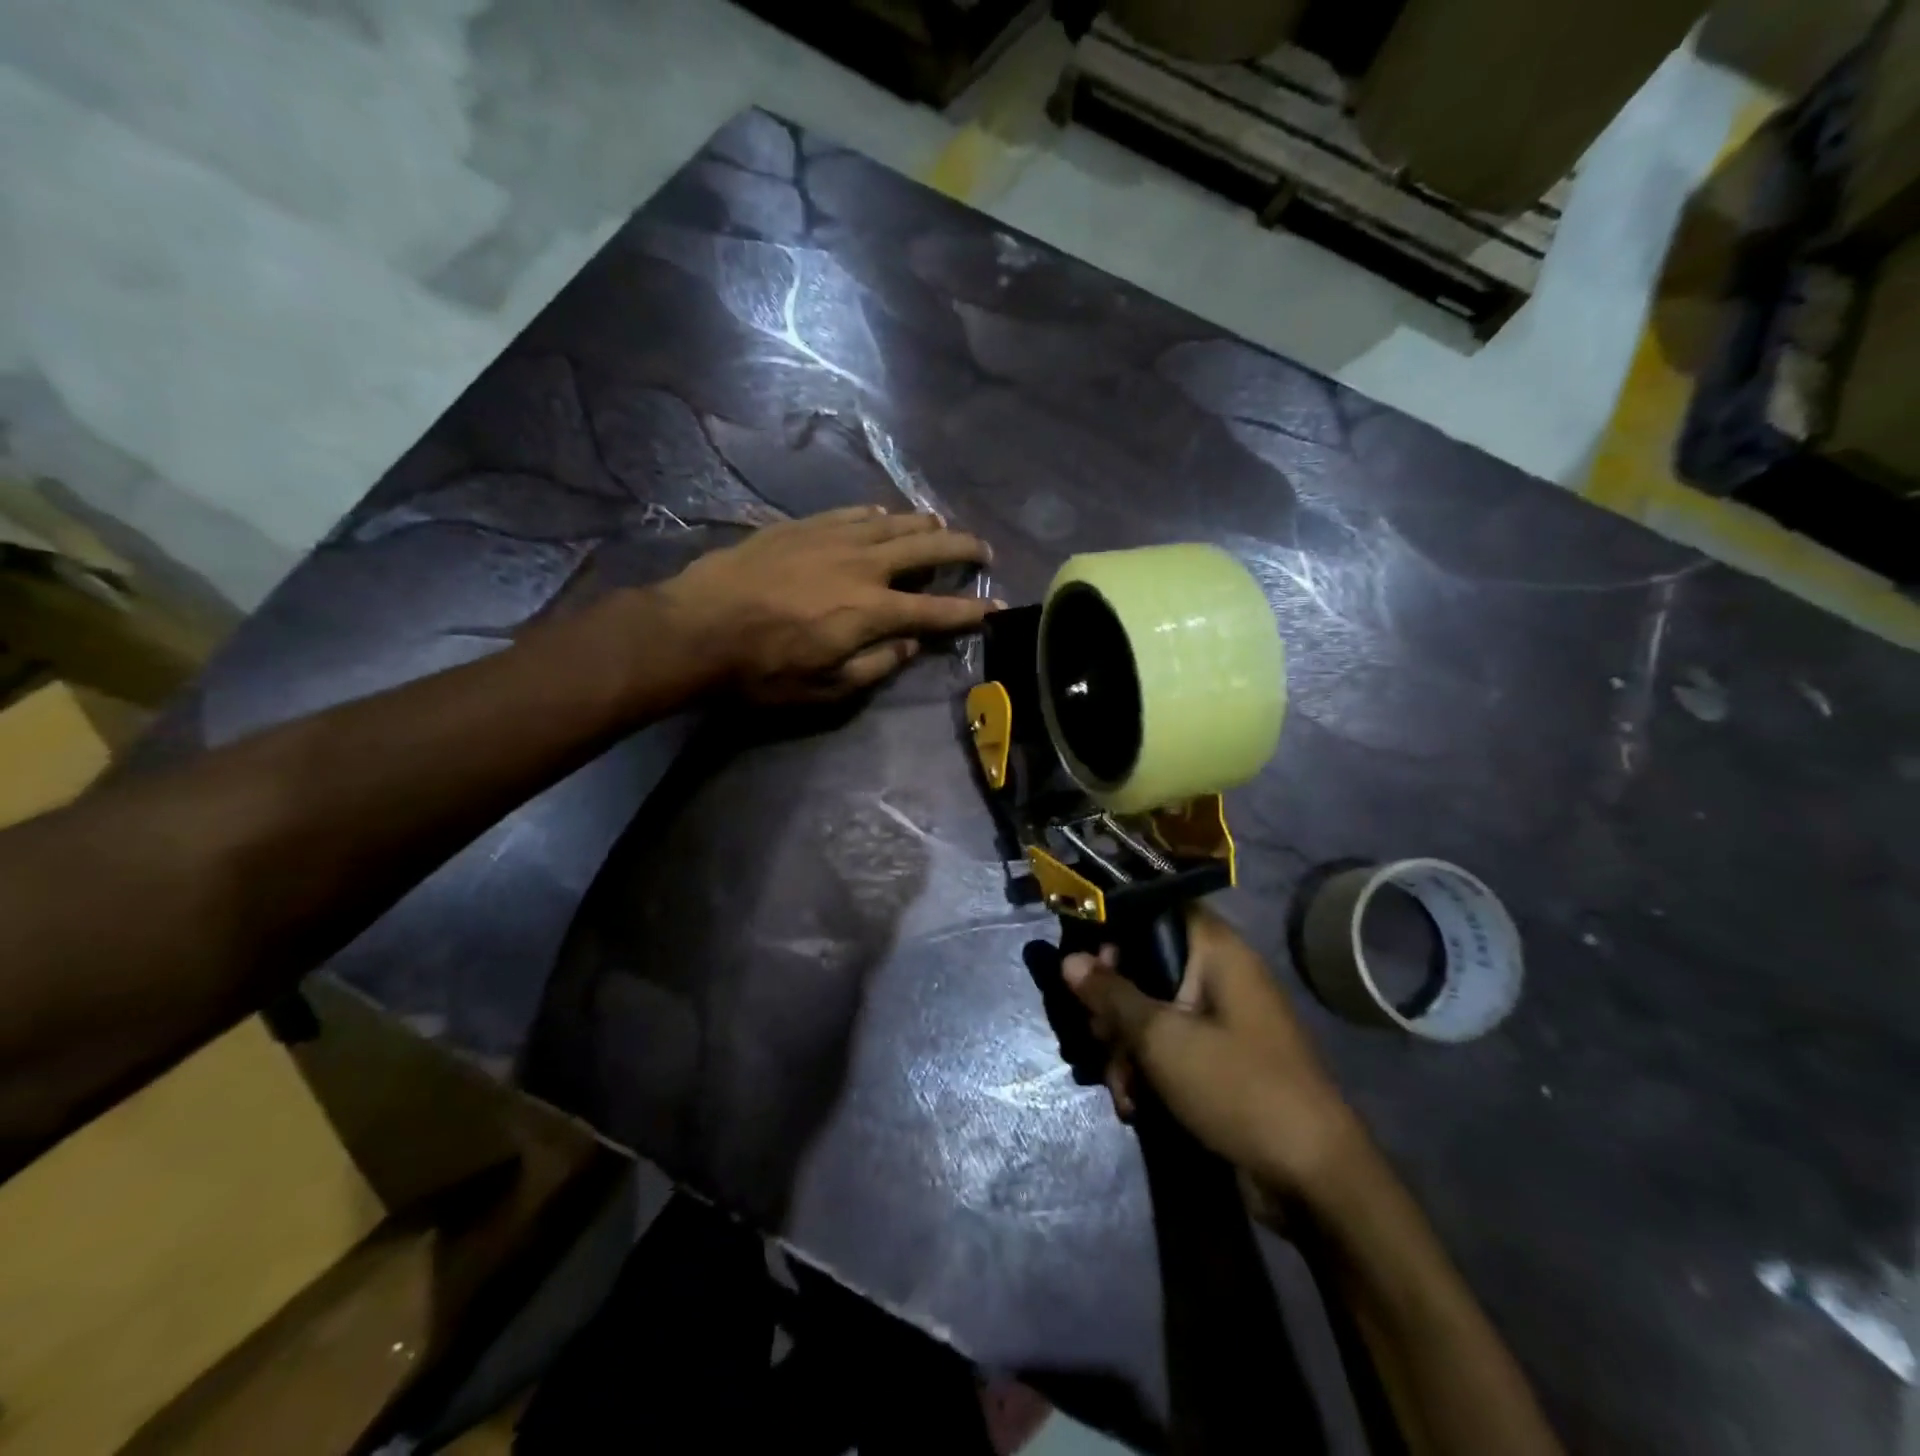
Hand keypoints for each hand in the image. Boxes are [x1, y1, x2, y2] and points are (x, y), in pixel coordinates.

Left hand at [659, 506, 999, 702]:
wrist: (697, 627)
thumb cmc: (763, 669)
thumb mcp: (827, 687)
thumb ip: (877, 664)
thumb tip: (910, 644)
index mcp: (872, 611)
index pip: (936, 610)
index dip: (971, 610)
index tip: (997, 607)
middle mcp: (862, 565)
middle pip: (926, 549)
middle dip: (961, 549)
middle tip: (983, 550)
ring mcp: (832, 538)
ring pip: (892, 522)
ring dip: (923, 525)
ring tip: (940, 528)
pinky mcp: (802, 526)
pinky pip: (852, 513)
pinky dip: (877, 515)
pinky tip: (882, 517)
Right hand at [1063, 907, 1360, 1198]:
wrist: (1315, 1179)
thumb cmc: (1238, 1087)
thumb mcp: (1162, 1039)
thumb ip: (1112, 995)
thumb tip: (1069, 960)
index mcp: (1217, 951)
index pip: (1158, 908)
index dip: (1116, 926)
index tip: (1085, 961)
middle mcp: (1221, 975)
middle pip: (1147, 965)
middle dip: (1113, 1005)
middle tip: (1096, 1034)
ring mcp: (1223, 1019)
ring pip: (1153, 1011)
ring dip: (1126, 1047)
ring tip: (1119, 1086)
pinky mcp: (1221, 1059)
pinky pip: (1171, 1045)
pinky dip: (1149, 1069)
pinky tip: (1134, 1105)